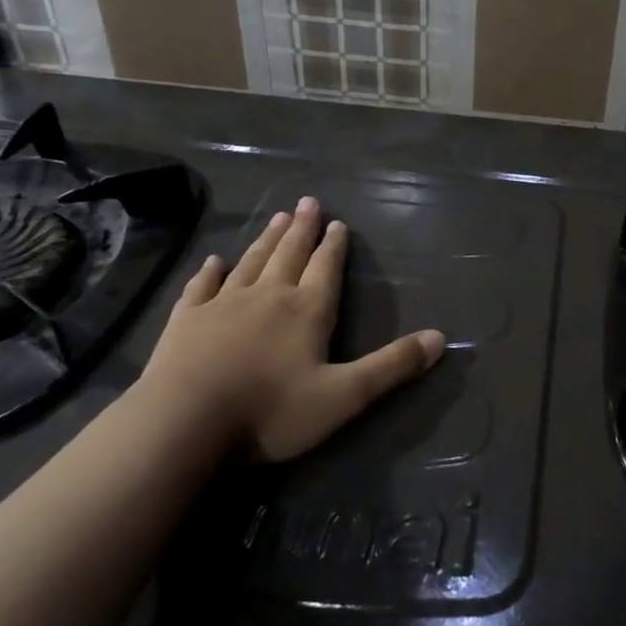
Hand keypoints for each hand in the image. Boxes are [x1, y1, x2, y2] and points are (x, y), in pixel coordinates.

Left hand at [138, 195, 444, 460]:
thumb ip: (392, 366)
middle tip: (307, 202)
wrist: (183, 424)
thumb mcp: (344, 396)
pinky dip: (209, 271)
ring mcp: (222, 304)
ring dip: (265, 240)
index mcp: (307, 311)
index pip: (326, 268)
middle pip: (289, 254)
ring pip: (250, 262)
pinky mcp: (185, 320)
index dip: (334, 246)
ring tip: (276, 217)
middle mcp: (268, 296)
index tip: (337, 223)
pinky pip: (201, 286)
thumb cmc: (270, 411)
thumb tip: (441, 338)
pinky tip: (213, 261)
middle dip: (301, 229)